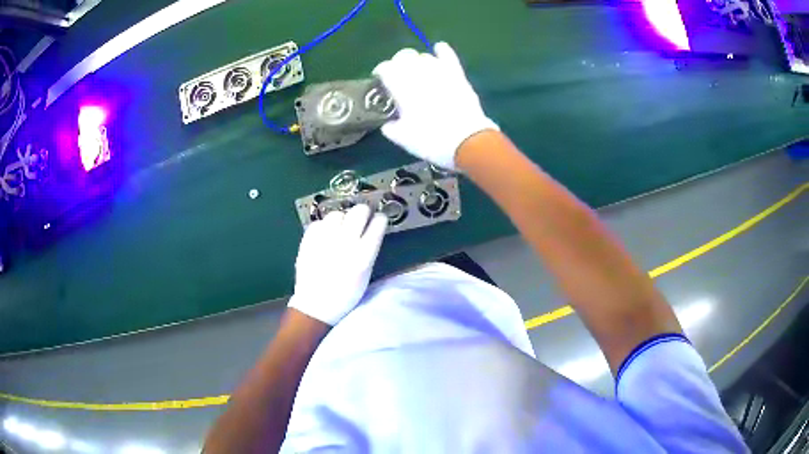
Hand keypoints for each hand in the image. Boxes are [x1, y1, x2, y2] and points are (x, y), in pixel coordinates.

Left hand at [288, 204, 387, 325]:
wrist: (315, 305)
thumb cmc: (345, 295)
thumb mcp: (365, 274)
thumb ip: (369, 250)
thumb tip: (371, 229)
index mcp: (363, 255)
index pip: (378, 223)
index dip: (379, 219)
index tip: (378, 220)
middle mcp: (345, 243)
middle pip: (359, 211)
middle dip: (362, 213)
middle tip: (360, 220)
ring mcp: (324, 240)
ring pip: (337, 213)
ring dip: (341, 219)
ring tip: (340, 229)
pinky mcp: (308, 240)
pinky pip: (319, 222)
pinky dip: (323, 227)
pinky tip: (325, 237)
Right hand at [373, 42, 498, 169]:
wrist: (467, 141)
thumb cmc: (431, 140)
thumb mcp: (403, 139)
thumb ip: (390, 127)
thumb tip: (387, 123)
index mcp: (401, 87)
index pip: (385, 68)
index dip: (380, 72)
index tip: (379, 80)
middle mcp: (419, 73)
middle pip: (404, 56)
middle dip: (398, 63)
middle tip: (399, 76)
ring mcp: (440, 72)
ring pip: (424, 56)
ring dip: (418, 62)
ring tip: (418, 72)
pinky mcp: (457, 75)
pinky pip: (448, 56)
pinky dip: (442, 50)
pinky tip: (439, 49)